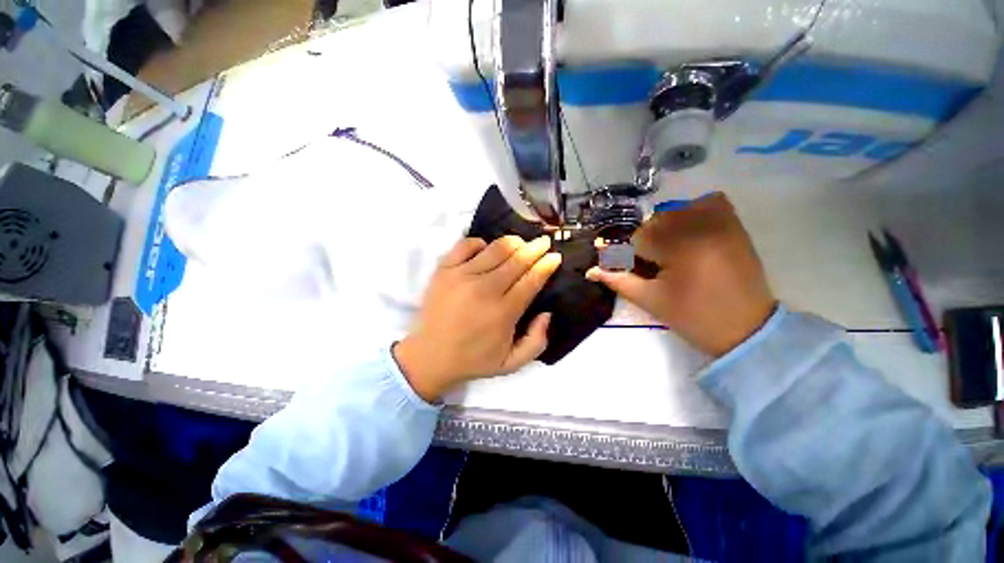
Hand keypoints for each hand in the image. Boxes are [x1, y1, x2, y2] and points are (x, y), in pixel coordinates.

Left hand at [394, 235, 561, 401]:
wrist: (429, 357)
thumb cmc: (473, 359)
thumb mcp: (512, 363)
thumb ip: (536, 342)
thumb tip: (547, 313)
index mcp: (503, 312)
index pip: (531, 280)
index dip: (546, 265)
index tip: (555, 256)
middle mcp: (485, 289)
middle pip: (516, 260)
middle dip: (535, 248)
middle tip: (544, 242)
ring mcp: (462, 276)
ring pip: (495, 249)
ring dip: (513, 242)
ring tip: (520, 242)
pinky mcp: (444, 270)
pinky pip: (465, 245)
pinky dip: (479, 242)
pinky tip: (485, 248)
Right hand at [587, 193, 775, 356]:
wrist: (747, 330)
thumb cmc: (694, 318)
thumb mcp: (650, 301)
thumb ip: (618, 280)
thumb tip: (591, 270)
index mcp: (680, 248)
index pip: (638, 237)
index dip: (628, 253)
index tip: (630, 268)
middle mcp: (701, 227)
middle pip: (655, 222)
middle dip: (646, 242)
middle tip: (651, 264)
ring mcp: (722, 223)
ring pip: (677, 211)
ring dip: (665, 227)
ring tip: (670, 250)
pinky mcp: (735, 226)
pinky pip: (710, 202)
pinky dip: (694, 210)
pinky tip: (689, 231)